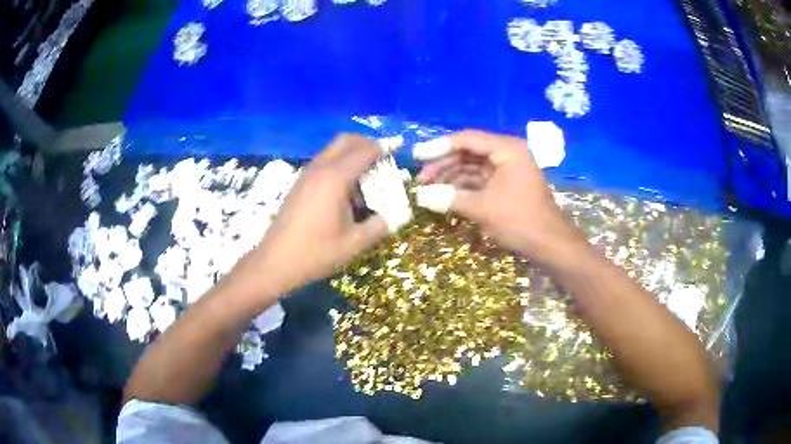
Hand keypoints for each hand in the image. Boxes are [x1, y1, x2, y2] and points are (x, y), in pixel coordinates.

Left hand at [242, 134, 389, 295]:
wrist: (276, 261)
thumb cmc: (316, 252)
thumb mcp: (354, 244)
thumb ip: (378, 226)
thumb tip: (392, 216)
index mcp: (336, 178)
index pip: (364, 151)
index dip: (382, 149)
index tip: (396, 155)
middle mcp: (320, 168)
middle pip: (346, 140)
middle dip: (366, 144)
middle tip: (381, 159)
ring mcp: (307, 174)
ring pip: (332, 149)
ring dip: (351, 154)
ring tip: (365, 178)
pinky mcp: (299, 183)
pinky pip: (323, 161)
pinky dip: (338, 164)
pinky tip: (344, 190)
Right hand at [416, 130, 585, 264]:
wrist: (549, 244)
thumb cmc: (519, 220)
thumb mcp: (481, 208)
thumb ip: (449, 198)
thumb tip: (419, 196)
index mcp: (506, 149)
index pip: (466, 140)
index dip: (438, 147)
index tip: (416, 156)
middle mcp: (507, 153)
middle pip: (468, 152)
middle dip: (443, 164)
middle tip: (421, 178)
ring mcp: (508, 169)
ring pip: (472, 166)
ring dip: (451, 176)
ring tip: (428, 189)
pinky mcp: (506, 185)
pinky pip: (480, 180)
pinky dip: (463, 187)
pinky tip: (446, 195)